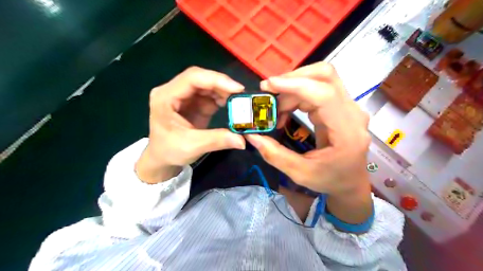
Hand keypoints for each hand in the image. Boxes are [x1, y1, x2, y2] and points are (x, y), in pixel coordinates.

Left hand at [138, 67, 246, 183]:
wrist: (162, 158)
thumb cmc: (169, 150)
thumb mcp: (192, 146)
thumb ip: (217, 140)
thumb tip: (242, 140)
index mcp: (165, 97)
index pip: (191, 78)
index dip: (215, 80)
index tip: (237, 88)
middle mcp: (173, 91)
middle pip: (200, 78)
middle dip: (222, 84)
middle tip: (241, 94)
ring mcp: (184, 96)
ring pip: (207, 84)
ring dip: (223, 90)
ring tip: (238, 100)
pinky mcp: (194, 102)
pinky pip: (210, 94)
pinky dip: (222, 97)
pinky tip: (231, 104)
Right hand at [247, 63, 369, 196]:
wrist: (351, 181)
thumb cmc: (330, 180)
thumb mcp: (300, 173)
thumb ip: (275, 155)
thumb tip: (252, 136)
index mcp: (347, 132)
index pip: (324, 95)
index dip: (295, 85)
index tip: (268, 86)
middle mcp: (352, 112)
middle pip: (325, 76)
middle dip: (292, 79)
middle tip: (268, 92)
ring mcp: (348, 106)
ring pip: (320, 79)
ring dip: (292, 87)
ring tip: (274, 109)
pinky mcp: (339, 105)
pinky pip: (317, 88)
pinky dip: (297, 94)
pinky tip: (285, 110)